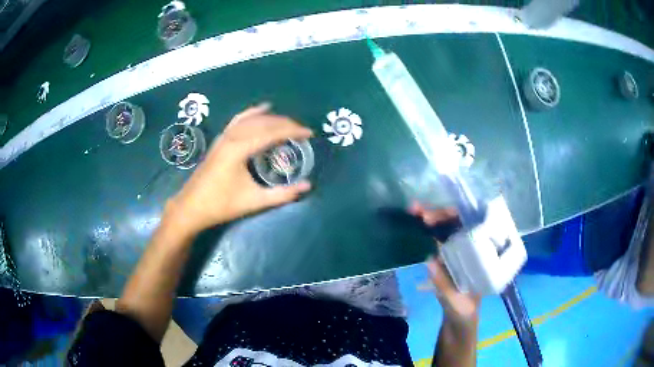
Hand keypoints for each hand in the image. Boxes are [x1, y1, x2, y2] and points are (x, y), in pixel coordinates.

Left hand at [167, 104, 312, 235]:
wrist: (192, 206)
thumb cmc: (221, 205)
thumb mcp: (254, 201)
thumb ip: (283, 194)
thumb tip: (308, 186)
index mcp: (240, 148)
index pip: (272, 132)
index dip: (293, 131)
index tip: (310, 133)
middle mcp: (232, 136)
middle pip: (263, 122)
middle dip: (285, 123)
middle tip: (302, 130)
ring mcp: (224, 136)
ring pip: (251, 119)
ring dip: (271, 118)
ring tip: (287, 122)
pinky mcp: (220, 140)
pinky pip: (239, 120)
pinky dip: (252, 113)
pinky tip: (261, 109)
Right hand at [409, 202, 480, 327]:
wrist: (459, 319)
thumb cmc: (464, 311)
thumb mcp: (456, 302)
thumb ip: (444, 286)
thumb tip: (430, 261)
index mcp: (480, 255)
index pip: (471, 226)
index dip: (453, 217)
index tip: (434, 217)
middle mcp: (471, 248)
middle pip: (457, 222)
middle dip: (438, 213)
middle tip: (417, 210)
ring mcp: (458, 251)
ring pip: (446, 228)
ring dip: (430, 217)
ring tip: (413, 210)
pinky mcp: (446, 256)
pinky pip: (438, 238)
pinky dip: (426, 230)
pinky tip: (415, 224)